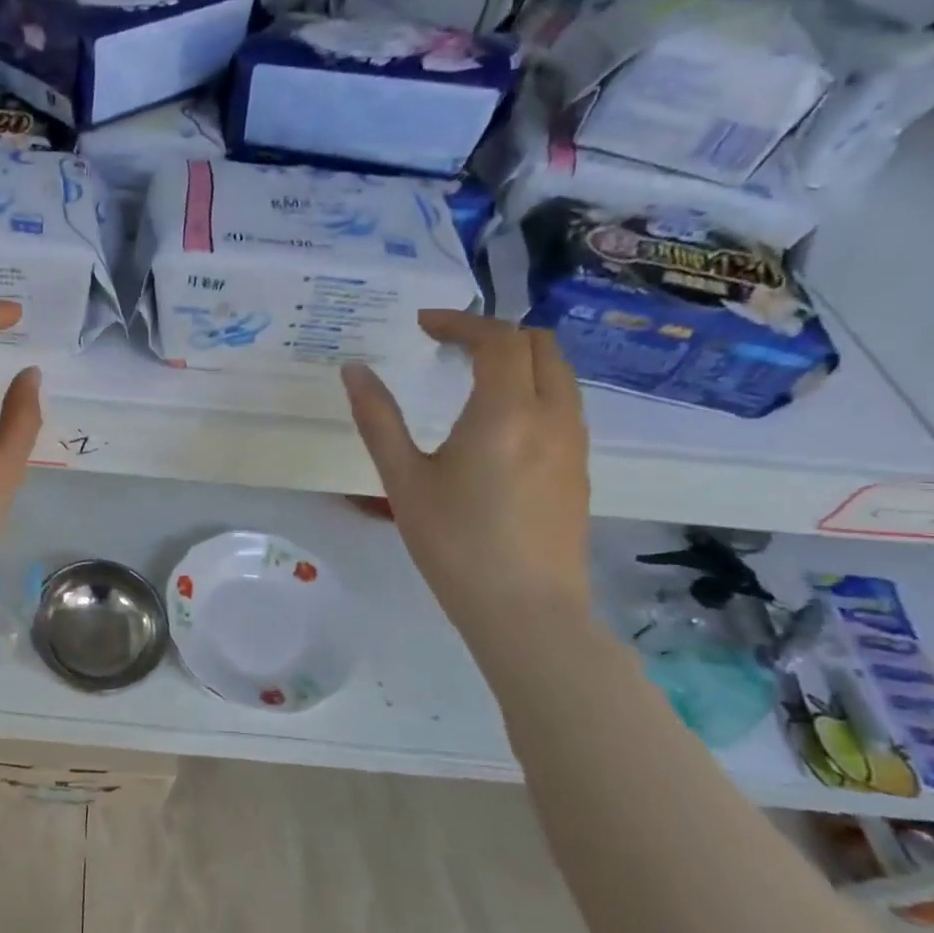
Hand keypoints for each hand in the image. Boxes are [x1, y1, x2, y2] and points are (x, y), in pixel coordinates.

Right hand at [341, 311, 591, 641]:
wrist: (525, 610)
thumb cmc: (454, 542)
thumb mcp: (403, 479)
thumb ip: (378, 419)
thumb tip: (354, 369)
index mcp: (505, 411)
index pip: (497, 339)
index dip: (459, 322)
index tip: (422, 326)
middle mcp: (551, 416)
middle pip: (539, 345)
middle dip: (494, 333)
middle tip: (447, 346)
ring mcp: (573, 443)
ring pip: (558, 374)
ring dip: (518, 360)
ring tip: (470, 378)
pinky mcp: (579, 469)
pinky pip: (562, 405)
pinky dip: (532, 389)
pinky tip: (497, 423)